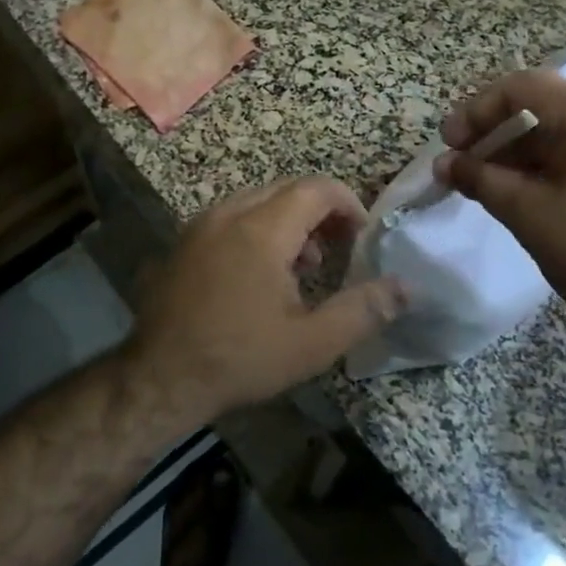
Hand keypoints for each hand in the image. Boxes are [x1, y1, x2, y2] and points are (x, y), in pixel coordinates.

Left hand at [122, 177, 402, 429]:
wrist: (160, 377)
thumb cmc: (240, 358)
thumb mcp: (311, 343)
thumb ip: (362, 310)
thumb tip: (405, 287)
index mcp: (262, 229)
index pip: (315, 189)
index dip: (347, 202)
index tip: (363, 233)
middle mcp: (229, 214)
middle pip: (285, 189)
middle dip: (320, 210)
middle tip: (338, 247)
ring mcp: (200, 225)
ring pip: (256, 201)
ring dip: (288, 220)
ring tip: (304, 265)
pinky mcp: (183, 241)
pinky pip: (231, 217)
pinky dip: (257, 228)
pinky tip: (260, 273)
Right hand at [433, 71, 565, 360]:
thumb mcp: (527, 211)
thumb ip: (479, 178)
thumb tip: (444, 165)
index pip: (520, 88)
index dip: (475, 112)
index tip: (447, 145)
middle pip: (542, 107)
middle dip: (494, 135)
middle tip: (460, 165)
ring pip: (562, 132)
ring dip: (518, 154)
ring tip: (484, 184)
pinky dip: (548, 166)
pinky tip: (523, 193)